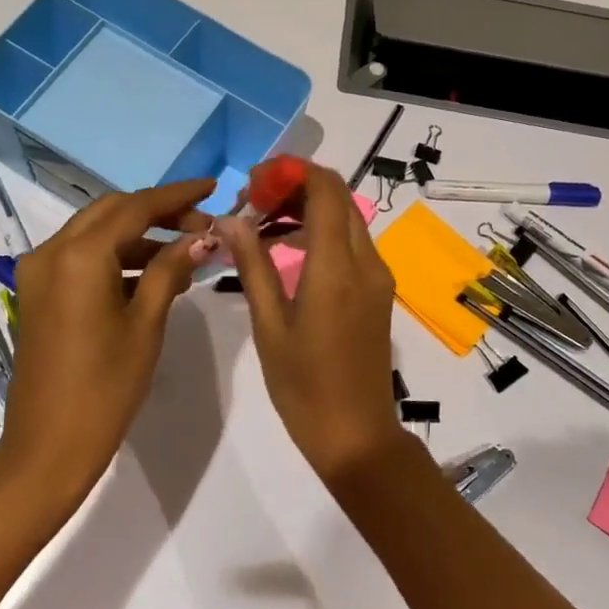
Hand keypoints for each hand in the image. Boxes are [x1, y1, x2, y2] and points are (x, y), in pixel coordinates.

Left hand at [0, 179, 216, 509]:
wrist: (48, 447)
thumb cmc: (105, 388)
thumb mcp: (146, 324)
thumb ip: (171, 270)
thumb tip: (202, 236)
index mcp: (79, 255)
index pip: (136, 207)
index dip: (177, 196)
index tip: (212, 188)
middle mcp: (51, 250)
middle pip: (112, 211)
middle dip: (159, 212)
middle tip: (202, 225)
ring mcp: (39, 271)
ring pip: (96, 232)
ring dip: (139, 235)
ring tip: (187, 253)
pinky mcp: (39, 291)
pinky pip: (82, 257)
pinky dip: (117, 257)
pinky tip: (154, 274)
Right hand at [221, 165, 407, 487]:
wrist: (357, 436)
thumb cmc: (304, 387)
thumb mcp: (269, 326)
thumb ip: (253, 266)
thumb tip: (231, 220)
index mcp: (337, 267)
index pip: (326, 190)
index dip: (291, 172)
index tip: (254, 182)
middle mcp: (366, 262)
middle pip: (339, 197)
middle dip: (296, 186)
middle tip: (253, 202)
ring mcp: (377, 277)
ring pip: (347, 218)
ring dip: (308, 208)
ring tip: (261, 224)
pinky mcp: (378, 292)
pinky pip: (352, 243)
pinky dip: (321, 232)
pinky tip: (286, 251)